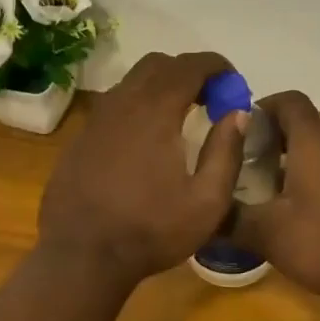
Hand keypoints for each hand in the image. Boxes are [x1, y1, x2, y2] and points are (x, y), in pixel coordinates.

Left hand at [38, 52, 248, 283]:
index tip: (233, 82)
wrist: (80, 255)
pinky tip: (146, 140)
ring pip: (131, 82)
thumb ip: (226, 151)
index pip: (189, 66)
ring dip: (160, 87)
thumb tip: (238, 113)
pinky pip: (114, 105)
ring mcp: (95, 120)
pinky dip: (137, 106)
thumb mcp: (206, 202)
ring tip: (181, 117)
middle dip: (188, 72)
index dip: (216, 65)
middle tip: (209, 99)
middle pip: (157, 65)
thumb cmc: (150, 230)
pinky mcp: (80, 138)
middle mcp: (121, 103)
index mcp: (154, 111)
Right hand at [232, 92, 319, 301]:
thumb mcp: (269, 235)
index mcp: (315, 142)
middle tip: (248, 170)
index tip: (240, 132)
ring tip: (275, 196)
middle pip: (305, 127)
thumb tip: (202, 216)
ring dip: (298, 165)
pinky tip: (311, 216)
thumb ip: (231, 220)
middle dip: (274, 142)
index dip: (262, 108)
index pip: (288, 101)